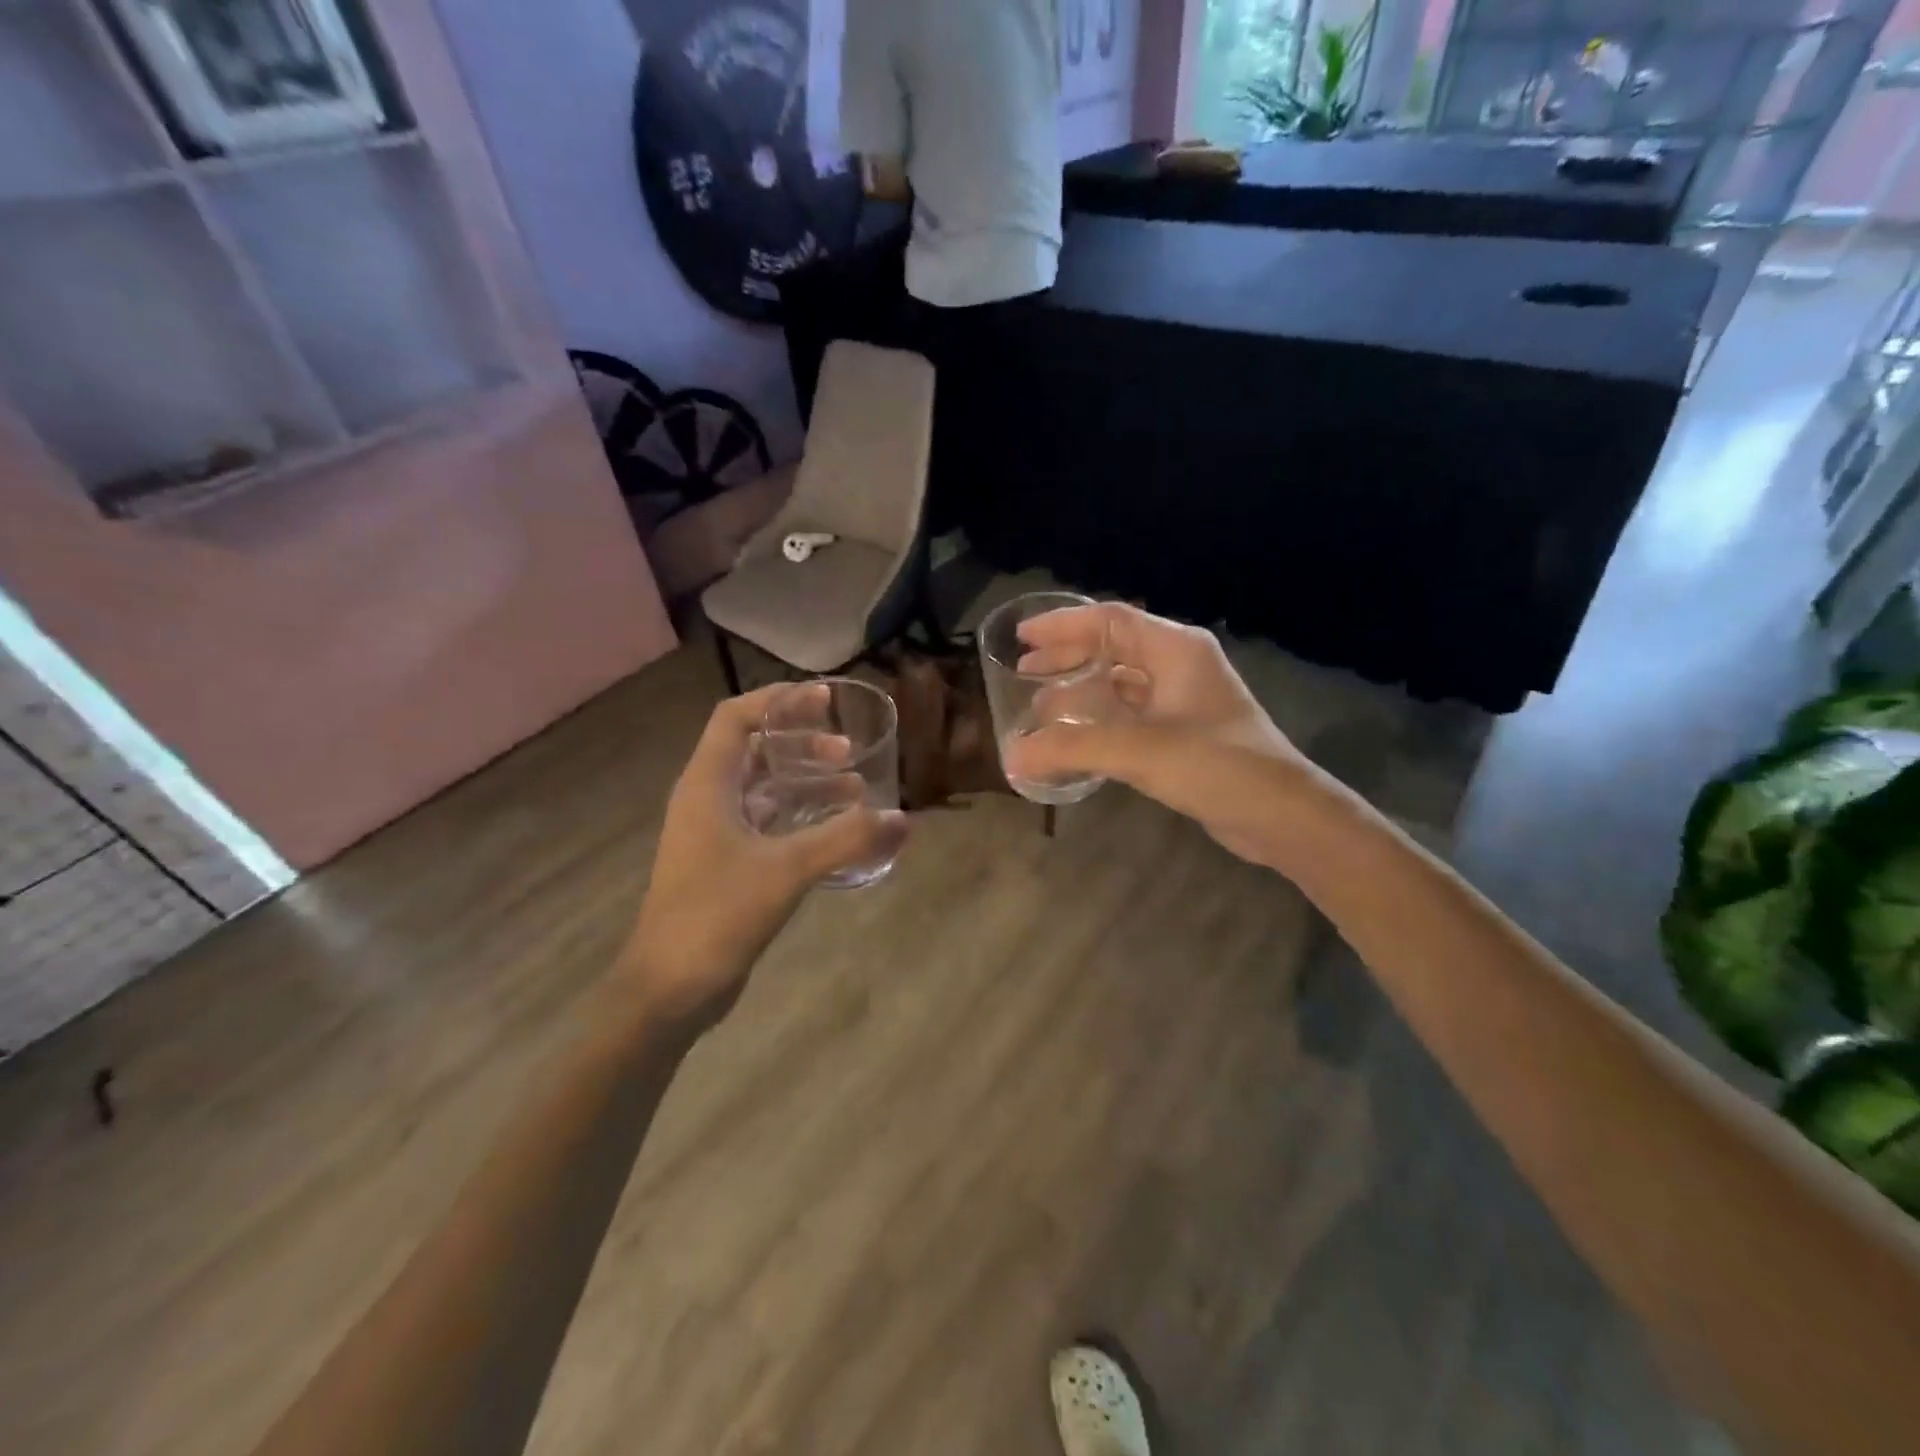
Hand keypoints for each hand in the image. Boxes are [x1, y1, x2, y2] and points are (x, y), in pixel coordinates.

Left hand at [619, 684, 908, 1030]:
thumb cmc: (716, 915)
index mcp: (707, 784)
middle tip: (847, 750)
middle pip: (754, 750)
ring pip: (764, 788)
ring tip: (854, 788)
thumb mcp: (785, 870)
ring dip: (806, 781)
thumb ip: (845, 840)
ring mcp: (715, 834)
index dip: (778, 701)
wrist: (668, 989)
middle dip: (802, 743)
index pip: (736, 718)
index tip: (824, 699)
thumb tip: (903, 819)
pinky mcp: (726, 864)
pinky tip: (835, 830)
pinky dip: (801, 816)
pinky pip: (767, 823)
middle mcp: (707, 800)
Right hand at [1004, 602, 1322, 864]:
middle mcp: (1179, 666)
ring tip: (1041, 706)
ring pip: (1121, 684)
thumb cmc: (1216, 765)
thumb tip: (1012, 757)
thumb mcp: (1138, 751)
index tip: (1022, 638)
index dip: (1062, 624)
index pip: (1110, 620)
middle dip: (1068, 657)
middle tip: (1024, 671)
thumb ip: (1071, 749)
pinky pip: (1131, 715)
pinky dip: (1100, 721)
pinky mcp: (1184, 735)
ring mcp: (1184, 701)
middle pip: (1113, 648)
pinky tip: (1076, 739)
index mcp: (1175, 649)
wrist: (1283, 815)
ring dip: (1082, 691)